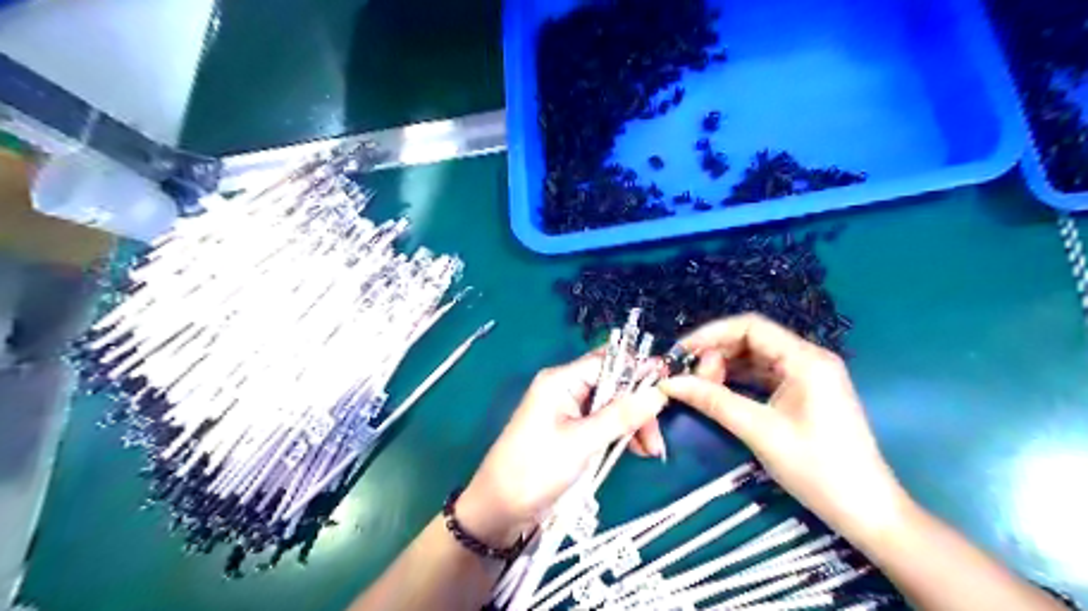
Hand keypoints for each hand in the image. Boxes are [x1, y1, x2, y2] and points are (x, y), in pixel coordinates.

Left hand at [455, 352, 668, 546]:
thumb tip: (658, 393)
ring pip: (612, 406)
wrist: (499, 509)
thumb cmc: (535, 469)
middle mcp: (566, 389)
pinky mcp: (572, 431)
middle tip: (656, 440)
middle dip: (638, 407)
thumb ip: (620, 416)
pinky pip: (603, 424)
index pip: (609, 362)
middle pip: (614, 385)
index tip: (669, 384)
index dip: (639, 369)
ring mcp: (569, 411)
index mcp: (561, 380)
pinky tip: (634, 451)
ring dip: (632, 424)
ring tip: (649, 452)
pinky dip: (620, 435)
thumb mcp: (582, 443)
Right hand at [660, 315, 909, 538]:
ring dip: (725, 367)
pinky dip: (739, 380)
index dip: (711, 334)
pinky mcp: (804, 393)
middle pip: (751, 340)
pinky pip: (764, 375)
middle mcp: (808, 358)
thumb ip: (713, 401)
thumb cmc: (817, 468)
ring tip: (699, 386)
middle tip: (689, 378)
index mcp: (805, 359)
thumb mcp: (759, 431)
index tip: (680, 352)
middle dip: (716, 353)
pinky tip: (718, 392)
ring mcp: (807, 376)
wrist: (866, 511)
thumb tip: (669, 383)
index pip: (750, 327)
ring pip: (755, 357)